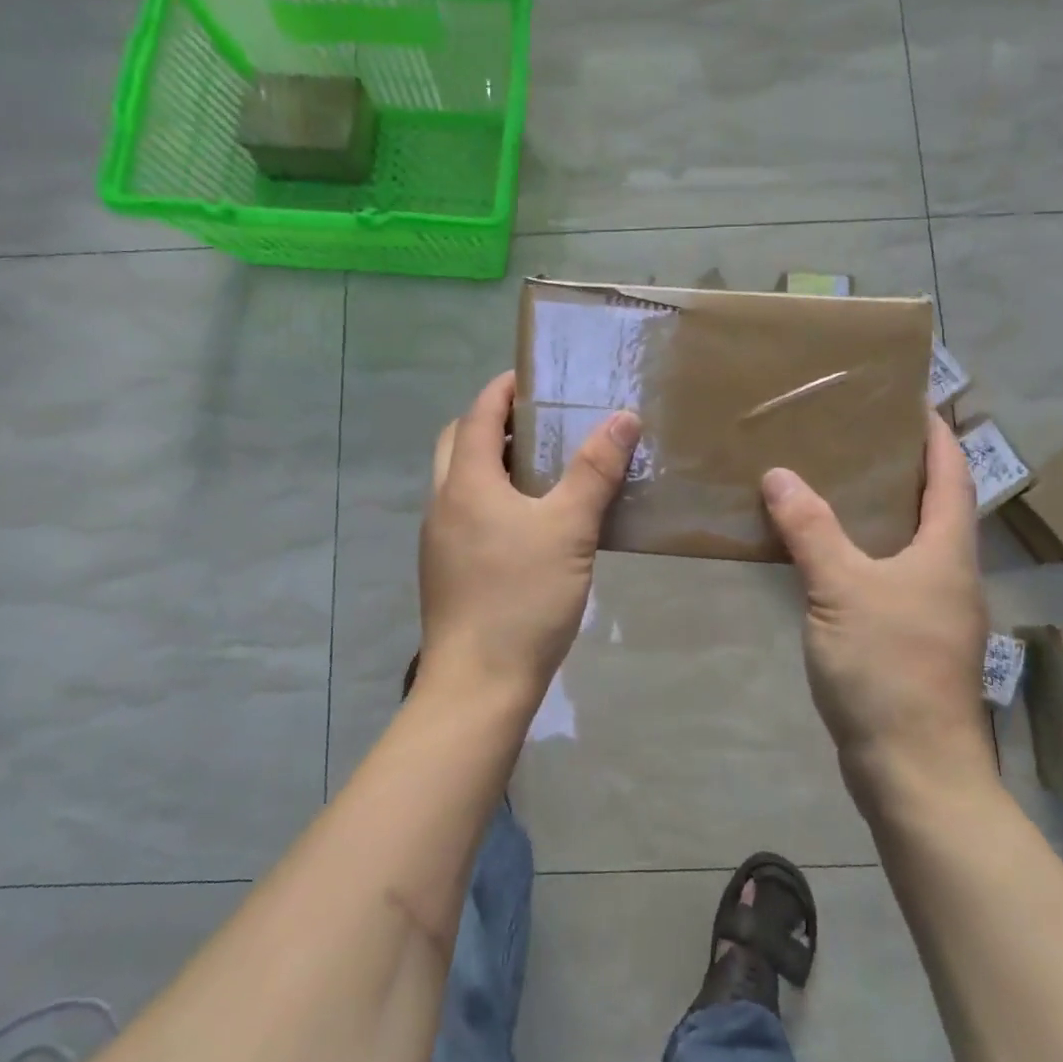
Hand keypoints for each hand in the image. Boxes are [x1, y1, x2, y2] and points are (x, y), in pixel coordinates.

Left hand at [418, 371, 639, 701]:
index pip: (477, 414)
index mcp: (466, 483)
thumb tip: (623, 417)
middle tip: (538, 421)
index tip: (533, 376)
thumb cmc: (522, 598)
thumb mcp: (569, 529)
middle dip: (491, 422)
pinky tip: (528, 519)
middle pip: (457, 443)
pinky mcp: (446, 569)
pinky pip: (465, 512)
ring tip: (541, 465)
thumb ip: (595, 471)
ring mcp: (439, 540)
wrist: (478, 685)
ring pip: (459, 480)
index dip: (503, 389)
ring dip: (491, 460)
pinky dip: (490, 496)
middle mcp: (443, 503)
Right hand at [761, 416, 995, 793]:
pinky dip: (864, 551)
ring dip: (882, 510)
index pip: (952, 473)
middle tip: (854, 436)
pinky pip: (889, 576)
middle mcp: (949, 574)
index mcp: (947, 551)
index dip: (935, 433)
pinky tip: (828, 553)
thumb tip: (779, 474)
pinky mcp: (911, 640)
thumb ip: (810, 529)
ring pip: (910, 542)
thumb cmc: (888, 669)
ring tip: (834, 482)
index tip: (909, 400)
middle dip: (903, 466)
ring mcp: (933, 611)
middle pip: (934, 504)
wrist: (914, 771)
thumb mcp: (841, 589)